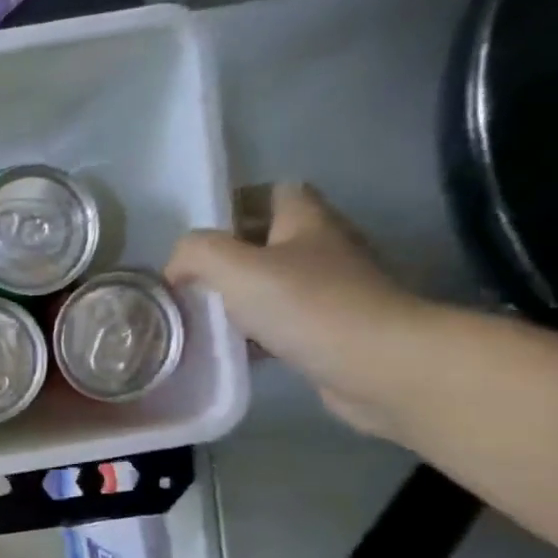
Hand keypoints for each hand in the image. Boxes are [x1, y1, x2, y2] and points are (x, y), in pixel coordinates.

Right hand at [166, 183, 434, 434]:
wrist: (380, 365)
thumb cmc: (307, 305)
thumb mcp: (235, 268)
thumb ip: (197, 253)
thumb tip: (177, 265)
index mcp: (308, 222)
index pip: (277, 192)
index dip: (238, 204)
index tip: (200, 232)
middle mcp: (326, 249)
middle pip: (273, 239)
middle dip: (232, 254)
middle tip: (192, 277)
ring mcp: (335, 292)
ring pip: (277, 283)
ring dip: (242, 295)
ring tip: (204, 314)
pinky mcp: (335, 330)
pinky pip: (286, 321)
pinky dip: (258, 331)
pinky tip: (235, 348)